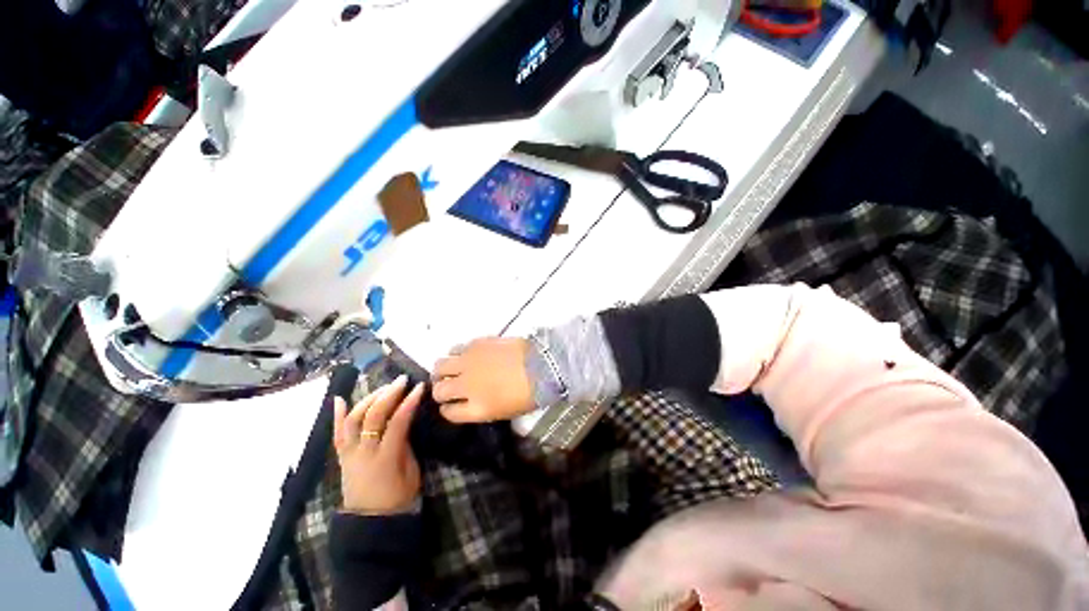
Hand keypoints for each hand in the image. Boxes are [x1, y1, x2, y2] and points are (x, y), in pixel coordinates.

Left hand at [333, 375, 422, 514]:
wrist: (371, 522)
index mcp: (385, 458)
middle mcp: (363, 453)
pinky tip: (340, 399)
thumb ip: (406, 444)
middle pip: (373, 417)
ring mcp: (349, 454)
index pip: (397, 423)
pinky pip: (337, 434)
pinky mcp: (342, 457)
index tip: (420, 386)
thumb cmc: (398, 497)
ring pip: (353, 420)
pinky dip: (338, 415)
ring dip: (368, 399)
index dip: (409, 402)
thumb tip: (404, 422)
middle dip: (388, 394)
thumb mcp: (411, 471)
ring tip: (383, 387)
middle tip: (402, 380)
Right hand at [431, 338, 534, 422]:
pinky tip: (465, 355)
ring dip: (443, 370)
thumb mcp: (505, 411)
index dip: (447, 409)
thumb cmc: (530, 393)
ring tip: (451, 369)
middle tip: (447, 387)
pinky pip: (455, 348)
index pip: (449, 412)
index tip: (450, 405)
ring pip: (440, 366)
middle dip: (440, 391)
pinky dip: (456, 354)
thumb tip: (472, 401)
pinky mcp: (476, 344)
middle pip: (439, 390)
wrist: (543, 365)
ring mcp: (469, 363)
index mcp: (477, 408)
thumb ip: (482, 408)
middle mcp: (467, 386)